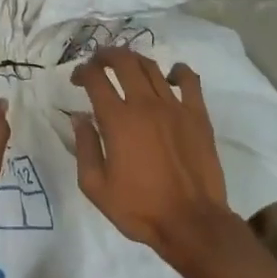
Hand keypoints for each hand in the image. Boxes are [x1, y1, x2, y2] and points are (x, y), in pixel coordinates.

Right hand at [71, 48, 231, 257]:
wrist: (191, 222)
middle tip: (99, 62)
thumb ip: (84, 147)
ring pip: (152, 68)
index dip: (84, 71)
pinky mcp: (198, 116)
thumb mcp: (95, 186)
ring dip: (135, 61)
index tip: (78, 78)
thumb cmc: (139, 208)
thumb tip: (79, 117)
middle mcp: (145, 105)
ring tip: (127, 66)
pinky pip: (190, 81)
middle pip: (124, 62)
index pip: (96, 79)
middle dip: (107, 55)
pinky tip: (171, 75)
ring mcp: (175, 107)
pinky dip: (178, 71)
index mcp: (118, 120)